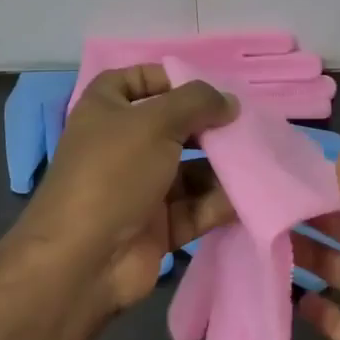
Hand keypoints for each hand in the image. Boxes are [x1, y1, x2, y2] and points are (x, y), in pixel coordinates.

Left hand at [22, 65, 239, 312]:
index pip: (135, 81)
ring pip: (189, 169)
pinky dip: (220, 202)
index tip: (206, 84)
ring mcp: (140, 188)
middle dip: (207, 125)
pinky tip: (251, 194)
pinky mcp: (158, 225)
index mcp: (105, 111)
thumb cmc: (113, 173)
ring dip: (221, 165)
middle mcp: (121, 146)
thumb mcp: (154, 122)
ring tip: (258, 159)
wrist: (82, 262)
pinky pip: (196, 206)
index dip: (167, 77)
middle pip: (172, 126)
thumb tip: (229, 101)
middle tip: (246, 124)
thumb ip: (196, 102)